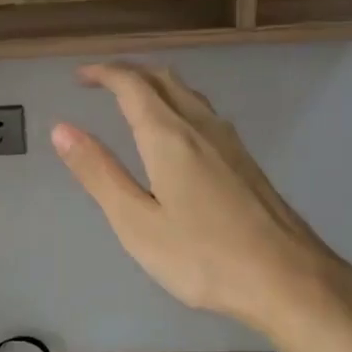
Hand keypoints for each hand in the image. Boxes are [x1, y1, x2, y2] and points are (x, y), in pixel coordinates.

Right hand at [52, 63, 351, 332]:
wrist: (290, 280)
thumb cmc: (204, 257)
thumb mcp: (137, 222)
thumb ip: (99, 173)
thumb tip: (62, 129)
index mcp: (169, 137)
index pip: (132, 85)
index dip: (104, 73)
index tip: (80, 76)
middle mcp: (201, 127)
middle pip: (163, 79)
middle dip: (129, 72)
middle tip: (99, 82)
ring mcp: (229, 142)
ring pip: (188, 93)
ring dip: (155, 85)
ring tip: (132, 99)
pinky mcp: (246, 161)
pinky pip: (204, 112)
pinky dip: (177, 104)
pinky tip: (177, 133)